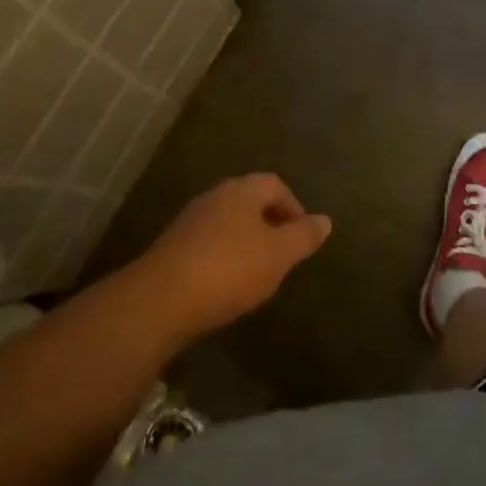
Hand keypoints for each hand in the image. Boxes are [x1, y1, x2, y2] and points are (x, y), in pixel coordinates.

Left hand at [135, 175, 331, 341]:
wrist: (159, 301)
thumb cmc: (229, 270)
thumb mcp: (278, 255)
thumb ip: (304, 236)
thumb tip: (325, 220)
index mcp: (241, 190)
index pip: (276, 185)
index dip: (294, 208)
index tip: (303, 238)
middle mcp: (214, 196)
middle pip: (250, 202)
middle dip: (270, 224)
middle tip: (284, 256)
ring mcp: (189, 221)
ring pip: (228, 223)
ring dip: (246, 242)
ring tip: (258, 273)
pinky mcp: (172, 247)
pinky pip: (208, 244)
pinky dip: (224, 258)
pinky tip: (226, 285)